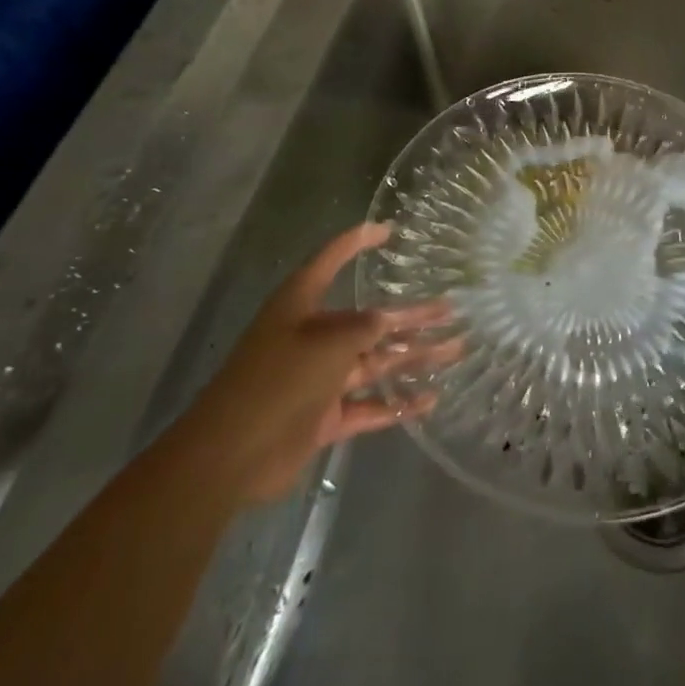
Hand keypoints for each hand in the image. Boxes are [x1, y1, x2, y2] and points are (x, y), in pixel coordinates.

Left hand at [172, 223, 459, 504]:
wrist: (229, 455)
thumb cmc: (278, 380)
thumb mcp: (328, 342)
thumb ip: (364, 329)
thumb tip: (387, 321)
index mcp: (301, 305)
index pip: (331, 260)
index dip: (357, 242)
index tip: (388, 230)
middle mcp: (313, 336)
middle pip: (370, 319)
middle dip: (411, 315)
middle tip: (451, 309)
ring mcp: (319, 378)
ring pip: (376, 362)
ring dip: (414, 356)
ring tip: (456, 349)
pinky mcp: (323, 417)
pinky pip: (368, 405)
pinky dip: (397, 403)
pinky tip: (429, 399)